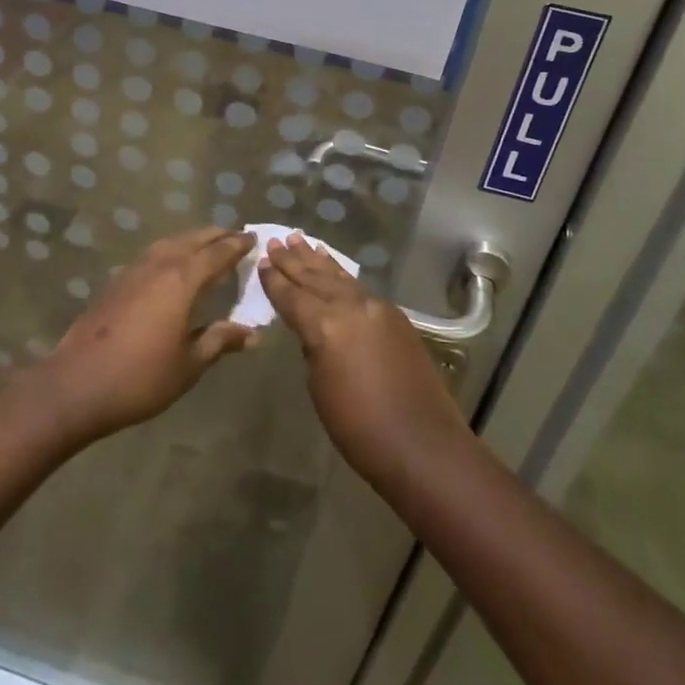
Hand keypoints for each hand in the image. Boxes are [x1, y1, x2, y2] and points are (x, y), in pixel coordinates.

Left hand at [32, 227, 256, 444]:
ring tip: (208, 246)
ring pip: (170, 242)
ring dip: (192, 239)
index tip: (254, 239)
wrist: (77, 384)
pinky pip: (153, 253)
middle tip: (235, 237)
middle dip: (216, 236)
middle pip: (193, 239)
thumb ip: (220, 341)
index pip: (217, 253)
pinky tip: (173, 265)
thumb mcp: (189, 364)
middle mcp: (159, 264)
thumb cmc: (140, 377)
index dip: (237, 245)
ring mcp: (133, 270)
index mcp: (182, 280)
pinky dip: (171, 250)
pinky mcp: (116, 281)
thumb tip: (252, 333)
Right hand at [259, 234, 470, 483]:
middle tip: (274, 241)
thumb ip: (314, 349)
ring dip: (316, 260)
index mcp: (325, 326)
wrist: (422, 445)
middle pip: (314, 279)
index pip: (292, 297)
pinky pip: (358, 287)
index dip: (274, 281)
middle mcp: (350, 306)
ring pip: (338, 277)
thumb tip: (314, 332)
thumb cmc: (360, 428)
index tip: (261, 261)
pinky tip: (333, 267)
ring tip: (298, 240)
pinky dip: (341, 274)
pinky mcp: (394, 316)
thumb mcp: (321, 388)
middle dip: (292, 261)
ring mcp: (376, 307)